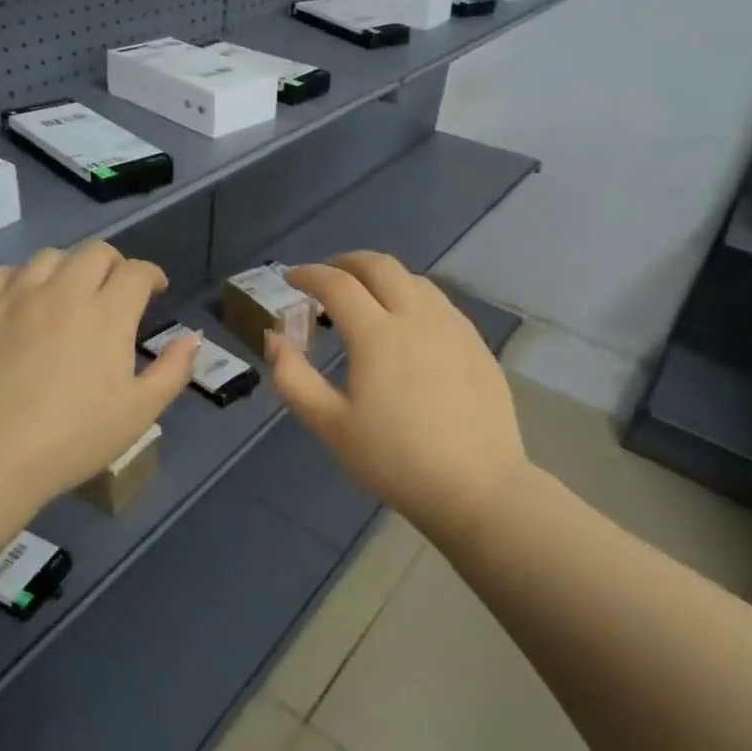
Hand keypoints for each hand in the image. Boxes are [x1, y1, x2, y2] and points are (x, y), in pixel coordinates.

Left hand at [0, 242, 199, 507]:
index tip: (155, 290)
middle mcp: (64, 292)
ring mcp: (17, 297)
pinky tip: (24, 300)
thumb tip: (193, 338)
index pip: (137, 271)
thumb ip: (173, 370)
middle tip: (115, 291)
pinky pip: (2, 273)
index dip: (152, 275)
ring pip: (49, 256)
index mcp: (107, 313)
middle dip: (114, 265)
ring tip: (69, 293)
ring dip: (69, 268)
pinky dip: (21, 278)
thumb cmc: (73, 437)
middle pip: (95, 252)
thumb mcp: (139, 412)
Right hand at [266, 252, 529, 540]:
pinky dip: (412, 297)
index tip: (291, 279)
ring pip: (414, 280)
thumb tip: (274, 338)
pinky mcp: (477, 344)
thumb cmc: (395, 460)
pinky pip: (439, 303)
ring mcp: (453, 327)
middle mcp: (417, 317)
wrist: (477, 488)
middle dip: (346, 262)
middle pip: (380, 266)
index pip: (337, 284)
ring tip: (365, 298)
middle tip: (326, 278)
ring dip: (382, 277)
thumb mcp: (330, 425)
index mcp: (377, 334)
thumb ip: (293, 378)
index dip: (309, 275)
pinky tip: (408, 325)